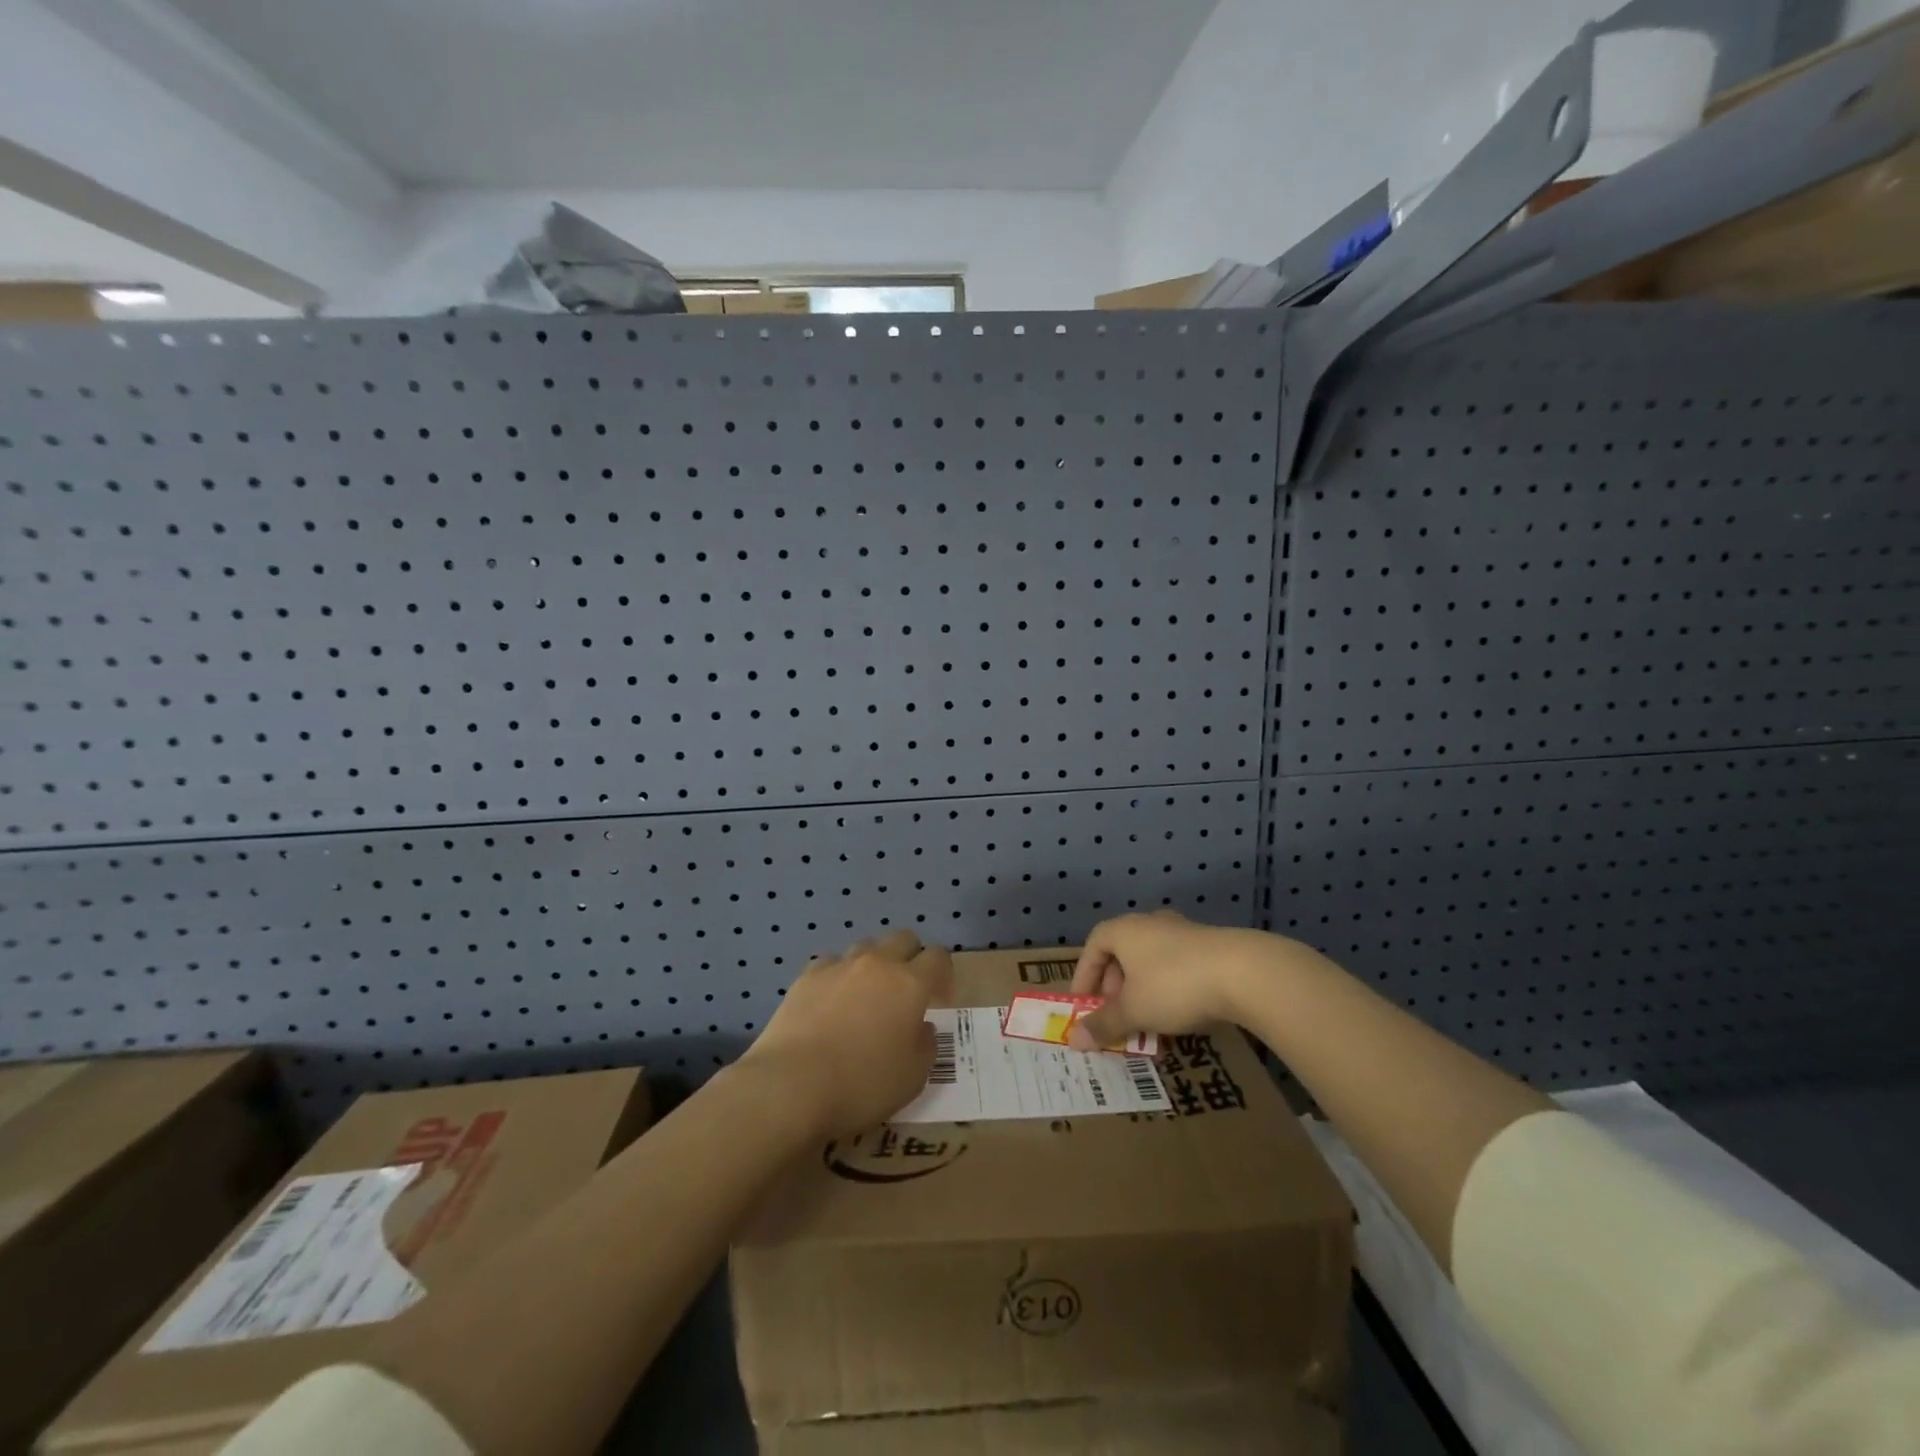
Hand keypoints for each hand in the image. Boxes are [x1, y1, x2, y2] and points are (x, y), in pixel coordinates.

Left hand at [740, 929, 952, 1138]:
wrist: (791, 1085)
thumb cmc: (862, 1085)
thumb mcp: (913, 1078)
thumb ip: (925, 1046)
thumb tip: (922, 1027)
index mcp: (910, 984)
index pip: (938, 957)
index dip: (943, 975)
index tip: (938, 1000)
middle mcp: (877, 964)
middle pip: (903, 938)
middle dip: (911, 957)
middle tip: (905, 992)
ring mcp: (839, 966)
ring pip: (866, 947)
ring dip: (874, 964)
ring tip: (866, 996)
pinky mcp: (807, 976)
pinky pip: (831, 964)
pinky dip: (838, 977)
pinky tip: (831, 1003)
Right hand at [1065, 910, 1267, 1050]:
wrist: (1244, 973)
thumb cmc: (1174, 986)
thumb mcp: (1134, 1011)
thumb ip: (1103, 1024)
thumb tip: (1074, 1039)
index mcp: (1124, 930)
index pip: (1093, 945)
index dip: (1085, 974)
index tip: (1084, 1003)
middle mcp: (1151, 923)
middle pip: (1122, 951)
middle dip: (1115, 986)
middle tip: (1117, 1014)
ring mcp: (1183, 932)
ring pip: (1151, 960)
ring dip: (1143, 989)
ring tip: (1148, 1020)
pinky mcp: (1211, 946)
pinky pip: (1177, 966)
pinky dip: (1169, 988)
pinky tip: (1180, 1013)